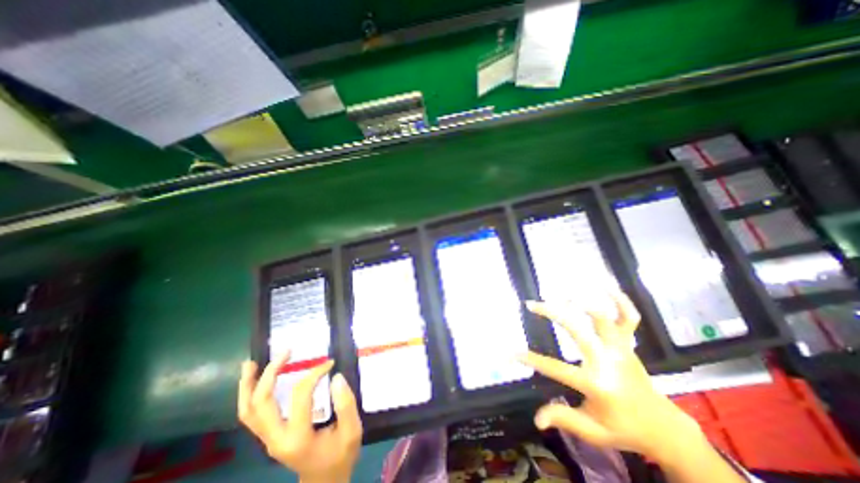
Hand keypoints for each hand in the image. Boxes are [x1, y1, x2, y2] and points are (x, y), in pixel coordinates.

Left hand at [236, 350, 358, 481]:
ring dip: (248, 386)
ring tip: (250, 364)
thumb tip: (335, 376)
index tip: (329, 363)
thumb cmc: (340, 456)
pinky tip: (254, 381)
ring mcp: (268, 440)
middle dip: (270, 374)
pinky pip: (252, 416)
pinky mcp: (269, 437)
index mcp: (298, 437)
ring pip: (248, 412)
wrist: (324, 482)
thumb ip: (346, 404)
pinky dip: (250, 396)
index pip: (300, 395)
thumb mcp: (352, 431)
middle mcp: (276, 439)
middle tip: (285, 352)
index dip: (314, 373)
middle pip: (261, 403)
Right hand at [520, 292, 701, 462]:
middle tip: (533, 304)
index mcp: (597, 384)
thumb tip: (536, 419)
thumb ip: (564, 418)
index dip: (531, 360)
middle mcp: (608, 361)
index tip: (512, 353)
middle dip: (552, 313)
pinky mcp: (630, 343)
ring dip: (581, 302)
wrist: (664, 428)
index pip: (556, 369)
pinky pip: (629, 317)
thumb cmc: (625, 430)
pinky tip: (605, 285)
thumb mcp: (593, 431)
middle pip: (577, 330)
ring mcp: (621, 348)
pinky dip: (620, 300)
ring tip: (561, 292)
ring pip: (602, 318)